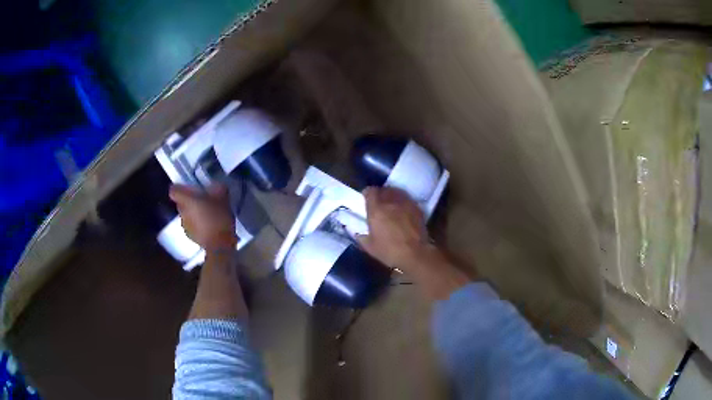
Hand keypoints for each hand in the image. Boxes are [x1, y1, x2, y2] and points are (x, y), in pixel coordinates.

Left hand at [169, 184, 236, 250]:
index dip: (180, 188)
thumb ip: (218, 188)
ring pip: (186, 214)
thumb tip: (216, 185)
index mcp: (186, 200)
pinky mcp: (190, 236)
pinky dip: (197, 225)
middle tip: (203, 200)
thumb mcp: (223, 197)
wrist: (219, 245)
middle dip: (190, 201)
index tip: (189, 189)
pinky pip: (191, 226)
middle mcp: (182, 211)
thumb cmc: (218, 218)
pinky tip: (209, 226)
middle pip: (181, 202)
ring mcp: (184, 225)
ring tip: (207, 215)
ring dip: (194, 213)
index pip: (174, 190)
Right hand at [357, 187, 429, 269]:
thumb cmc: (390, 251)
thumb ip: (362, 238)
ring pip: (396, 192)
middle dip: (380, 194)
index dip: (367, 193)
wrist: (415, 254)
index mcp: (376, 209)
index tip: (366, 199)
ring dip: (392, 195)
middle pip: (384, 190)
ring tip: (391, 204)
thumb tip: (358, 234)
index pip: (370, 191)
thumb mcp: (370, 247)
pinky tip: (403, 210)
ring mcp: (405, 203)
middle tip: (378, 203)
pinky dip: (403, 202)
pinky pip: (407, 199)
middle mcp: (390, 202)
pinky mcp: (417, 208)